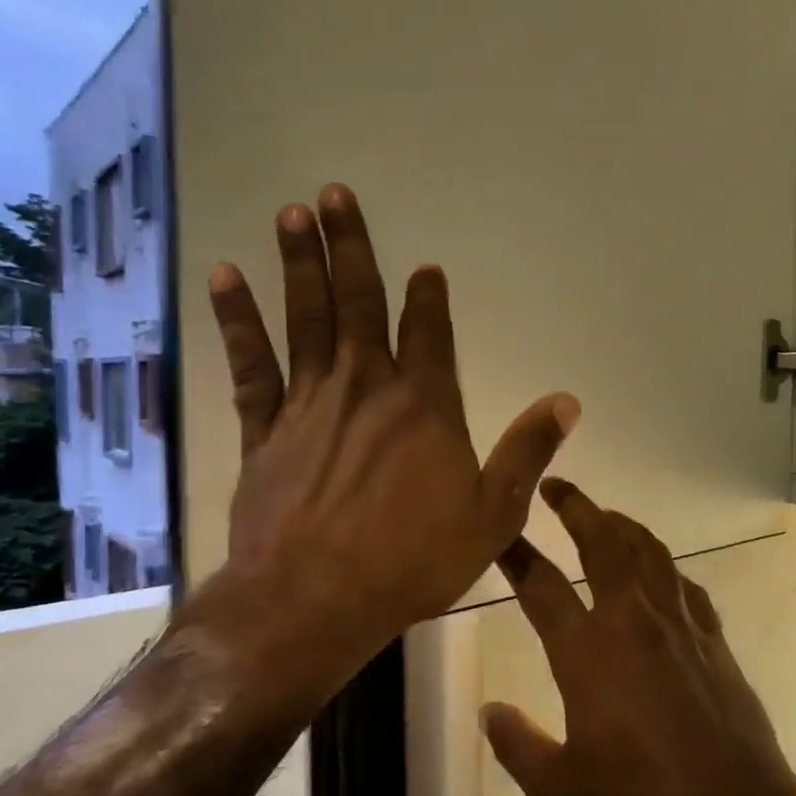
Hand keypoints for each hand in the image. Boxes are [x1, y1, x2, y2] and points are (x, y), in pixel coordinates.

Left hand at [180, 184, 579, 719]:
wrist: (315, 600)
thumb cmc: (414, 559)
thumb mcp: (494, 513)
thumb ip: (528, 451)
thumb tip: (567, 401)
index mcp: (426, 406)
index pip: (430, 333)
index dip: (429, 297)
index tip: (426, 267)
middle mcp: (367, 389)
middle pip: (359, 304)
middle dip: (351, 247)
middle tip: (335, 194)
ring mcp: (310, 405)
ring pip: (305, 319)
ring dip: (300, 263)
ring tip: (292, 213)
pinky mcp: (264, 431)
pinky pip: (251, 364)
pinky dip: (238, 320)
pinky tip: (227, 279)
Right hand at [482, 480, 795, 795]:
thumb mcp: (559, 792)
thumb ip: (517, 747)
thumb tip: (489, 711)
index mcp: (588, 652)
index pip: (540, 586)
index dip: (515, 554)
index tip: (499, 531)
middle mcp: (632, 621)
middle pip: (602, 542)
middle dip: (576, 506)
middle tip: (556, 486)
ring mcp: (678, 624)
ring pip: (649, 551)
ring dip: (624, 524)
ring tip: (606, 515)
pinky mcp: (712, 637)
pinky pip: (685, 584)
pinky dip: (666, 566)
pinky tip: (660, 571)